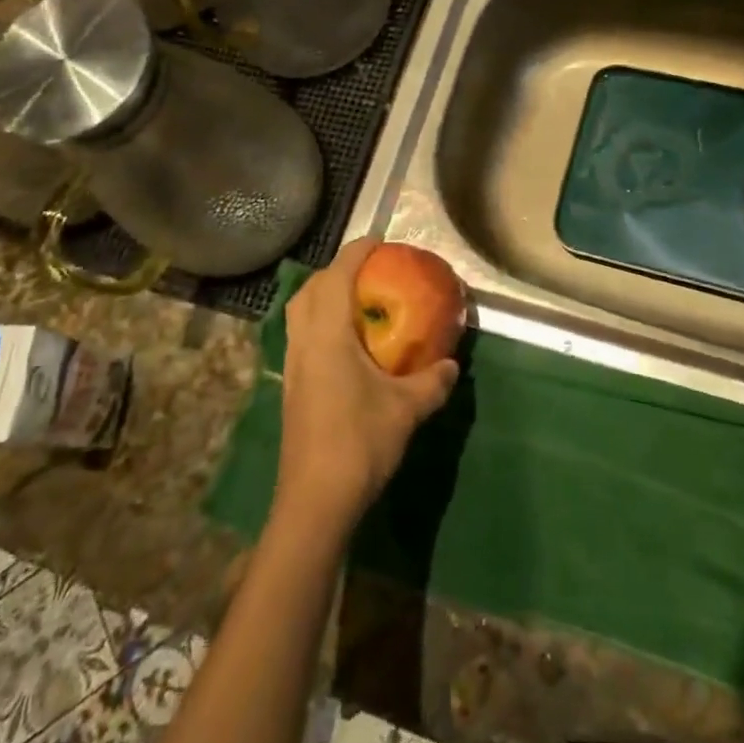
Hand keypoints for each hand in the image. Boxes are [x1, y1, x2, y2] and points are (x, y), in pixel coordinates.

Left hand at [273, 239, 459, 535]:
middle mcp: (303, 342)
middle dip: (337, 271)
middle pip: (310, 289)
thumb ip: (433, 381)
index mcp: (327, 335)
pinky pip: (301, 335)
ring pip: (300, 313)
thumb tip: (453, 364)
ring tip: (358, 302)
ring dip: (324, 296)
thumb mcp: (407, 409)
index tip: (380, 241)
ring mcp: (292, 365)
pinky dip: (320, 322)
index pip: (337, 276)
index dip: (357, 252)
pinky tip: (347, 344)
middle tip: (370, 271)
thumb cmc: (359, 443)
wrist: (314, 501)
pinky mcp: (291, 387)